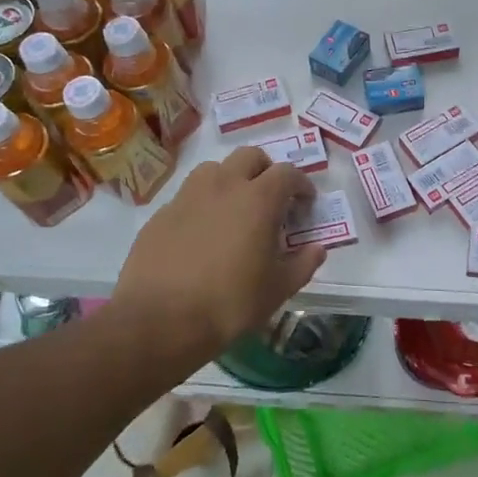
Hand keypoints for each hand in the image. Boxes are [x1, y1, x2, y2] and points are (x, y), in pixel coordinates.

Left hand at [111, 147, 326, 365]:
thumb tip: (317, 248)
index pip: (288, 173)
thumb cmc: (230, 303)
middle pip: (249, 156)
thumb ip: (303, 264)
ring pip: (215, 169)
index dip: (301, 184)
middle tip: (271, 198)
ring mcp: (188, 196)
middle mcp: (223, 186)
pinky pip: (188, 196)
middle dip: (265, 170)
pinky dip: (203, 204)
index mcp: (258, 199)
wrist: (160, 320)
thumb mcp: (278, 289)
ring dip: (231, 180)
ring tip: (234, 209)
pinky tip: (202, 234)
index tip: (305, 202)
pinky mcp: (161, 214)